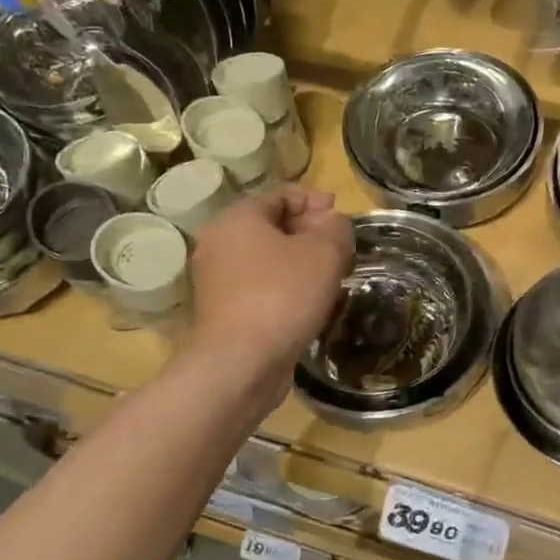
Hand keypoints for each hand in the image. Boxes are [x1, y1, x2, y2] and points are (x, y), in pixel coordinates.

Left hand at [190, 187, 353, 381]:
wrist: (240, 364)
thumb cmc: (282, 296)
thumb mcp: (324, 252)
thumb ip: (334, 227)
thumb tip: (330, 221)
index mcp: (237, 218)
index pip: (281, 195)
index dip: (315, 202)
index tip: (343, 218)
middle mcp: (218, 243)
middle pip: (271, 226)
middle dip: (308, 233)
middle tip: (341, 249)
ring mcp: (216, 280)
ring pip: (265, 259)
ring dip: (298, 263)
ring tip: (330, 277)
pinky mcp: (222, 312)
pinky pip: (259, 287)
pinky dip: (283, 288)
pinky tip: (307, 303)